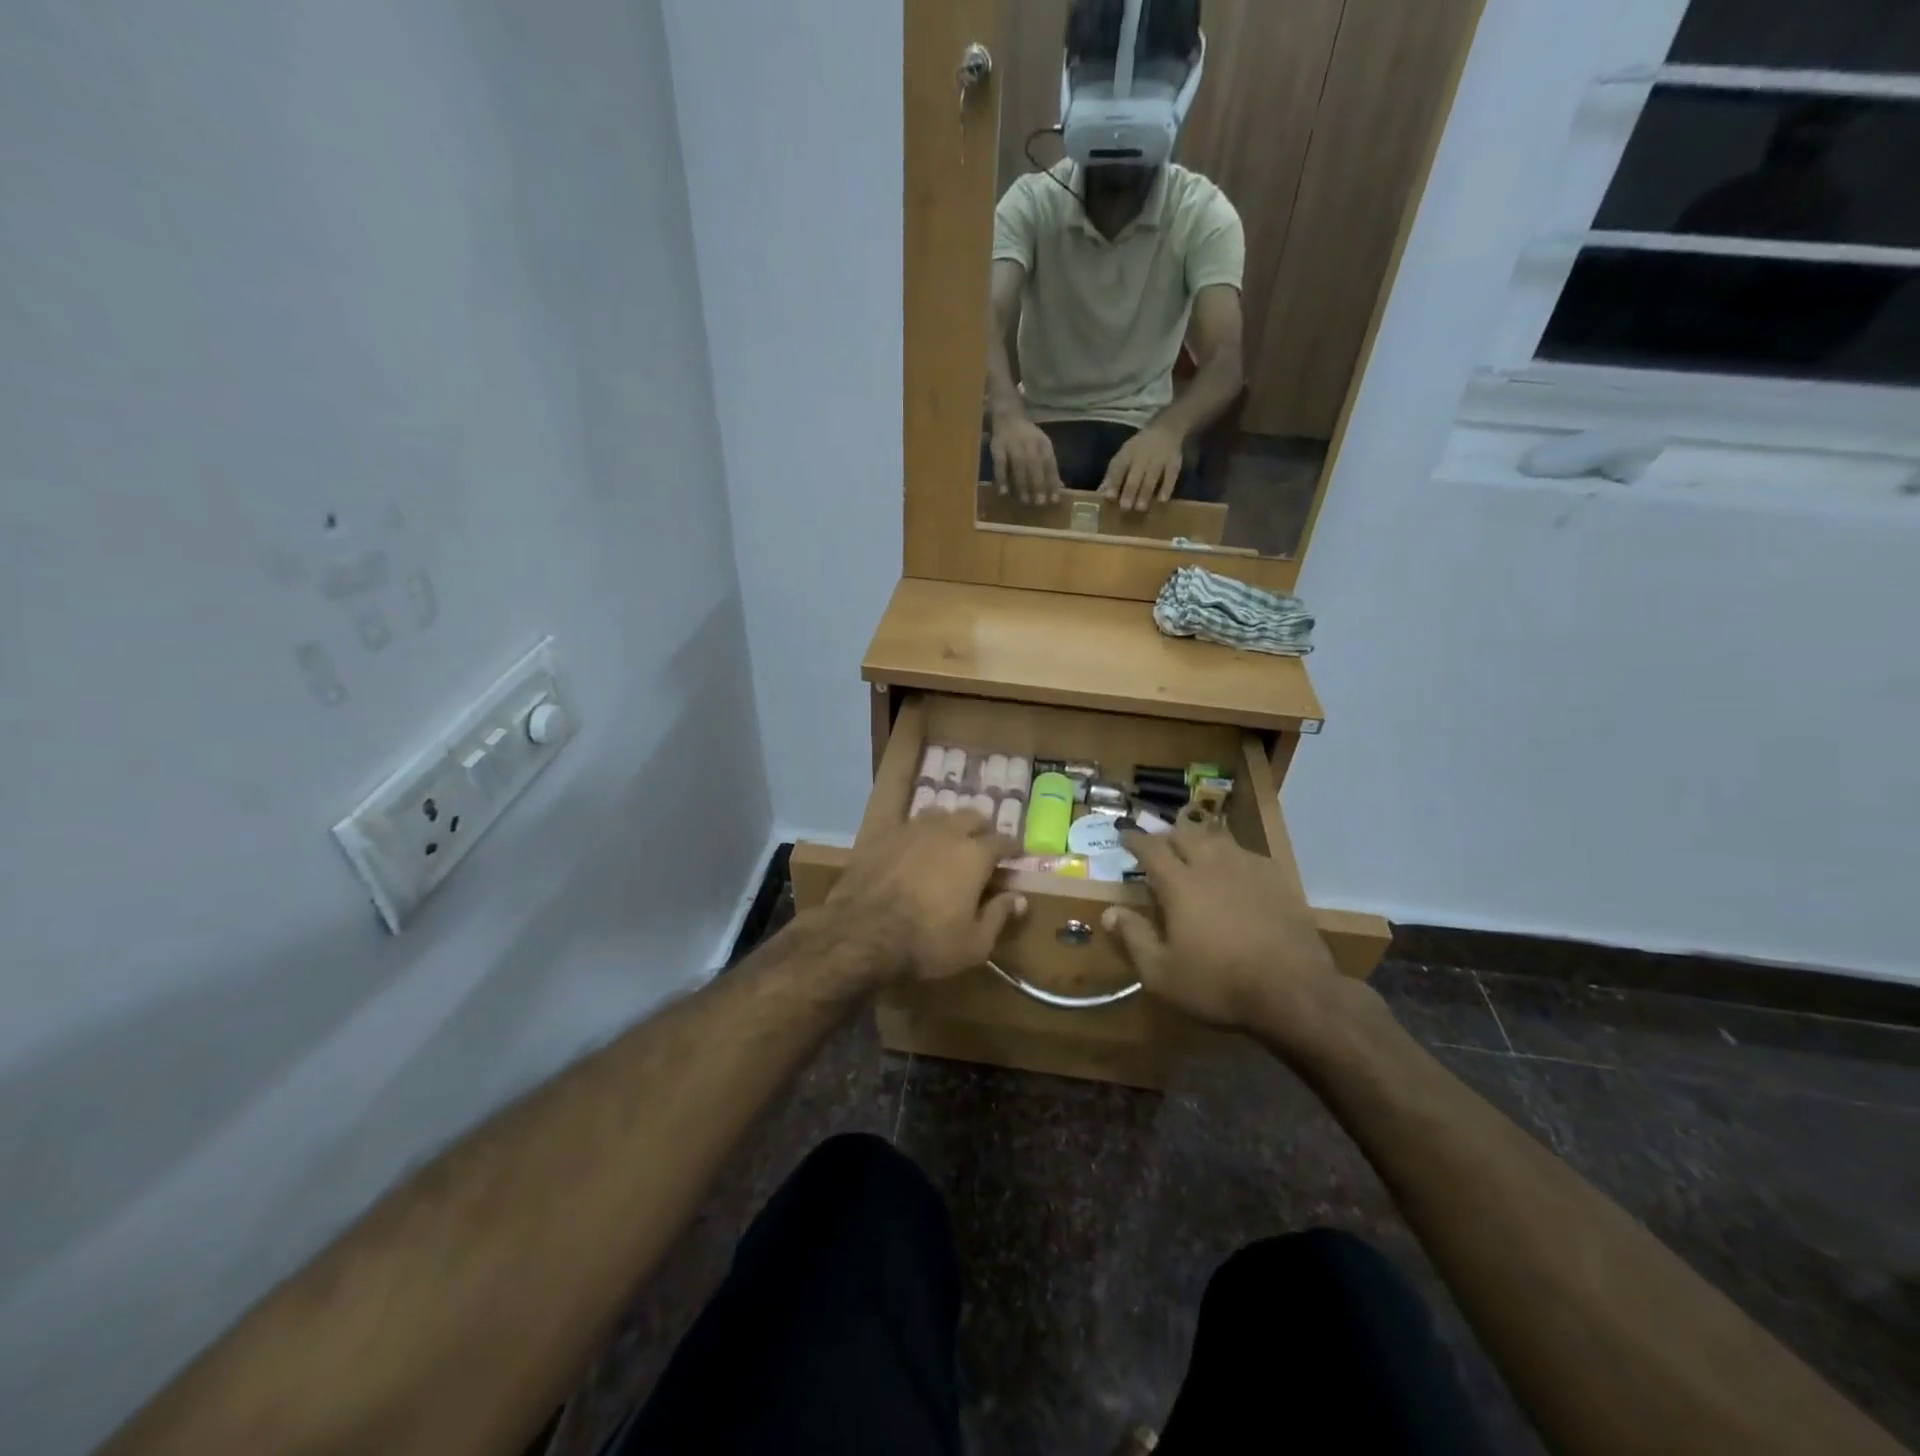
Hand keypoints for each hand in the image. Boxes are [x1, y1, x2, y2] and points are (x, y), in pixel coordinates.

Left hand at [822, 811, 1025, 986]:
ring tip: (949, 841)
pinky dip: (919, 833)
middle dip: (982, 829)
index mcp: (974, 854)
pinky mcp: (883, 835)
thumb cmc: (926, 942)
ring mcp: (912, 829)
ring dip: (950, 825)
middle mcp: (946, 832)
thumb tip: (1019, 898)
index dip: (1012, 848)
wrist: (861, 933)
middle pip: (972, 816)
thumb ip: (999, 916)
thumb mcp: (974, 944)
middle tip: (983, 845)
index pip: (1003, 840)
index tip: (1015, 856)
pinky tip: (914, 846)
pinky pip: (908, 824)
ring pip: (939, 815)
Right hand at [990, 414, 1064, 504]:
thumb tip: (1060, 487)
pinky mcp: (997, 446)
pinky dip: (1001, 478)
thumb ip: (1049, 466)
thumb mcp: (1042, 447)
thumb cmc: (1027, 436)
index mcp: (1043, 443)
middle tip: (1040, 503)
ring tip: (1025, 501)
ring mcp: (1012, 444)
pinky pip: (1000, 464)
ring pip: (1019, 465)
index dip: (1052, 482)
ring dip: (1022, 484)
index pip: (1050, 464)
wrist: (1008, 416)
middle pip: (1035, 465)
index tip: (1054, 500)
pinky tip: (1003, 493)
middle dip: (1038, 484)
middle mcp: (1029, 442)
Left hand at [1100, 423, 1184, 511]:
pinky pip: (1170, 476)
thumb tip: (1100, 493)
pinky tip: (1162, 500)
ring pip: (1151, 478)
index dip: (1113, 482)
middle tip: (1125, 507)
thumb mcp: (1124, 455)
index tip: (1109, 496)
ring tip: (1140, 508)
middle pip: (1135, 476)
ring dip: (1145, 493)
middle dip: (1129, 491)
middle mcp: (1142, 456)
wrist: (1166, 429)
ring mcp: (1159, 459)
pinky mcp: (1173, 463)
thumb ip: (1112, 475)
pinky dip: (1166, 488)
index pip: (1118, 468)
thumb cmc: (1139, 448)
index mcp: (1127, 454)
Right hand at [1102, 821, 1369, 1057]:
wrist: (1294, 991)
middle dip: (1167, 835)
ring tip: (1194, 848)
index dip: (1134, 839)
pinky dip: (1231, 854)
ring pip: (1218, 838)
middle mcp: (1212, 866)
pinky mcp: (1278, 880)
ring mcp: (1249, 869)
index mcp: (1180, 884)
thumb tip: (1109, 913)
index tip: (1124, 835)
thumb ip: (1134, 938)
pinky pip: (1247, 854)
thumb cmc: (1219, 984)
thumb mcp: (1162, 974)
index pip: (1151, 849)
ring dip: (1199, 839)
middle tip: (1158, 844)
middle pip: (1185, 834)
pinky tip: (1234, 868)